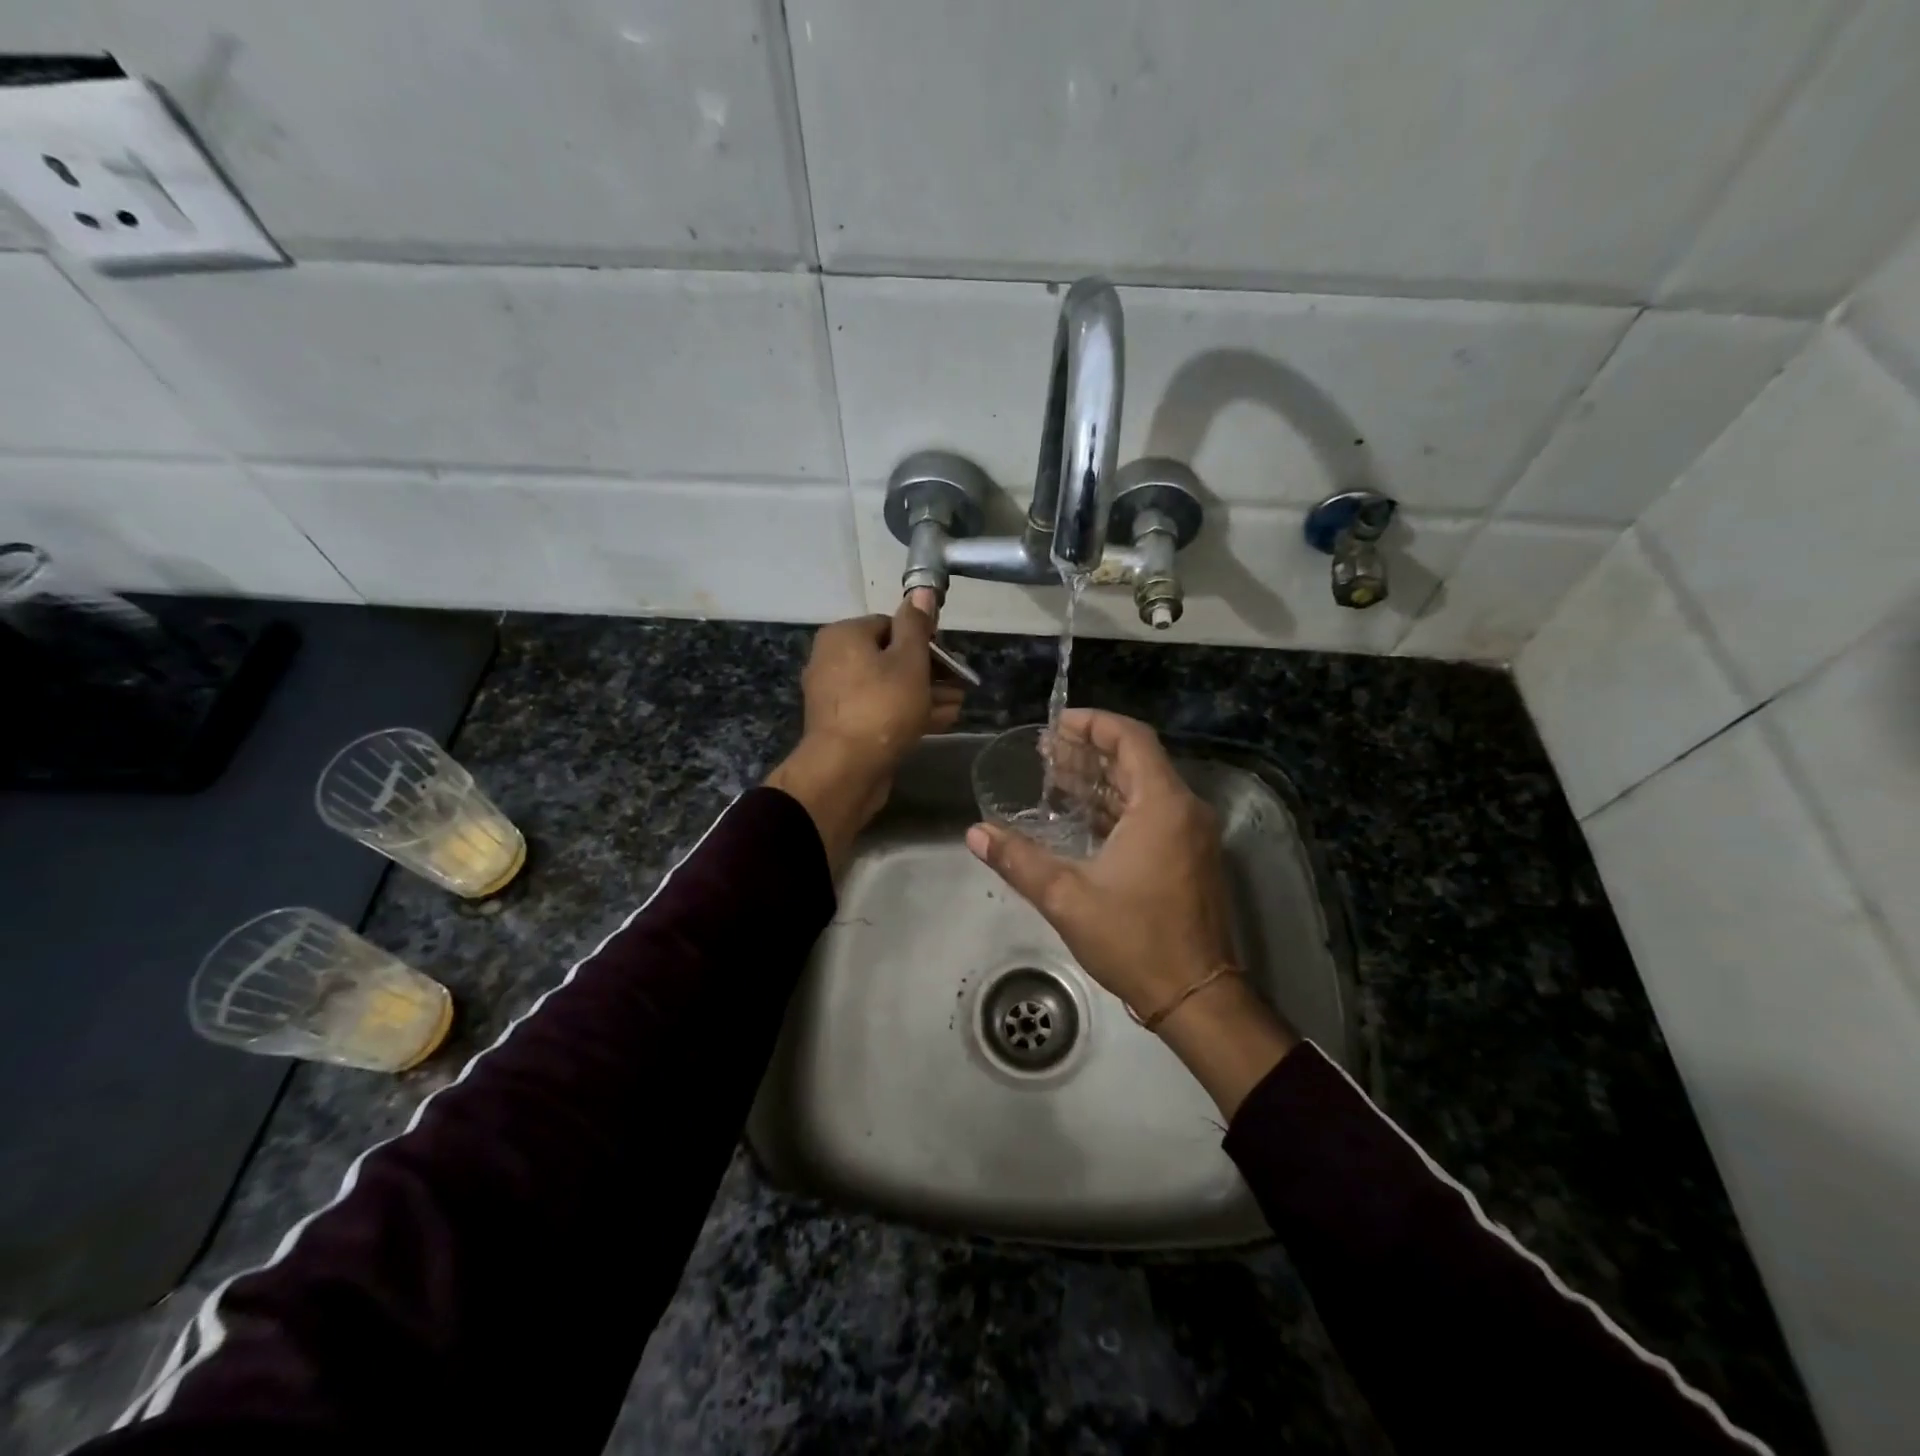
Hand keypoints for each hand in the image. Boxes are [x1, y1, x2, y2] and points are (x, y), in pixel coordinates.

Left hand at [767, 599, 963, 867]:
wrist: (845, 769)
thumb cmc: (882, 706)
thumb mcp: (909, 660)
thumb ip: (917, 625)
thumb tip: (920, 591)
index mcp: (844, 636)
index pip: (890, 625)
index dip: (924, 640)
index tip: (949, 658)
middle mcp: (833, 661)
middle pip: (890, 658)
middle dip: (929, 671)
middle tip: (960, 683)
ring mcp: (837, 697)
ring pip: (888, 687)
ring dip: (924, 694)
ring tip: (958, 703)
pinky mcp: (844, 727)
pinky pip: (880, 711)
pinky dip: (908, 712)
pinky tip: (942, 720)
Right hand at [965, 709, 1295, 1114]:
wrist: (1195, 994)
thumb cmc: (1134, 939)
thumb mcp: (1067, 898)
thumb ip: (1019, 860)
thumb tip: (976, 833)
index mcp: (1162, 806)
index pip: (1131, 740)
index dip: (1094, 724)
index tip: (1057, 724)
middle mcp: (1184, 810)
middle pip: (1137, 761)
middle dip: (1091, 752)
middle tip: (1046, 752)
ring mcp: (1191, 835)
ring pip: (1144, 788)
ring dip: (1102, 780)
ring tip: (1056, 777)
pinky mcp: (1190, 857)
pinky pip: (1152, 814)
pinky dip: (1117, 807)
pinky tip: (1082, 816)